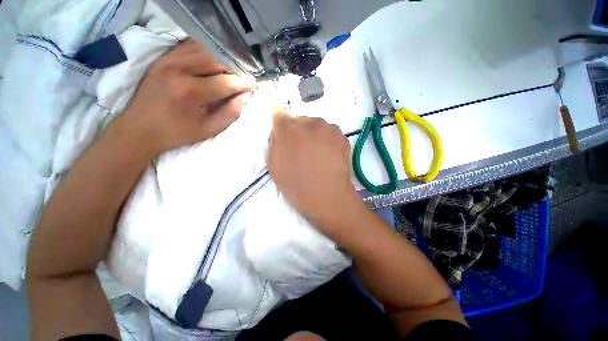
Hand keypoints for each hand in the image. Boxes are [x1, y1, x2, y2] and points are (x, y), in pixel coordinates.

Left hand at [123, 39, 255, 153]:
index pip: (226, 81)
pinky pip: (189, 46)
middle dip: (233, 68)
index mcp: (191, 92)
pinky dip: (205, 52)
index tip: (253, 83)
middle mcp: (179, 69)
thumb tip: (245, 96)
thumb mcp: (209, 129)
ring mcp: (169, 60)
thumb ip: (230, 113)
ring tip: (229, 71)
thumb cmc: (177, 132)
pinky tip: (212, 62)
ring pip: (204, 49)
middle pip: (216, 60)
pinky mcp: (163, 58)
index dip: (242, 82)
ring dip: (221, 59)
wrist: (140, 128)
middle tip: (241, 78)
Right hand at [268, 108, 361, 230]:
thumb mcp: (274, 165)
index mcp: (289, 130)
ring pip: (316, 126)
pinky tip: (327, 156)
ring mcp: (329, 128)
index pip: (281, 116)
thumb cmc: (296, 184)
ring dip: (314, 135)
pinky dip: (327, 141)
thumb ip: (274, 141)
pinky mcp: (342, 136)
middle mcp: (310, 123)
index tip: (285, 138)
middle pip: (300, 121)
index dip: (282, 127)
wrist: (326, 197)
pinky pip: (330, 133)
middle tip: (301, 151)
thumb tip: (278, 122)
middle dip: (298, 133)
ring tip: (316, 155)